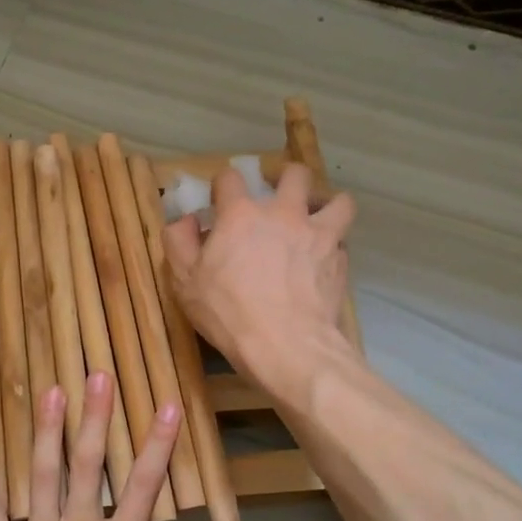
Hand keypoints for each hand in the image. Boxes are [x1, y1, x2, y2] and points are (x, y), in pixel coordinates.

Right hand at [162, 161, 357, 406]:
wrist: (287, 346)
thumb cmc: (229, 313)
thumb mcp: (185, 281)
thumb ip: (179, 242)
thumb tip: (186, 221)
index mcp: (241, 214)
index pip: (230, 177)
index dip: (222, 184)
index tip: (219, 199)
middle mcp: (284, 214)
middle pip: (294, 174)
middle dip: (285, 177)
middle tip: (277, 193)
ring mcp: (318, 235)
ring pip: (337, 200)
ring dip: (325, 204)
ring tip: (315, 217)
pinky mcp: (339, 261)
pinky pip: (342, 241)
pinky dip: (333, 245)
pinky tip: (322, 260)